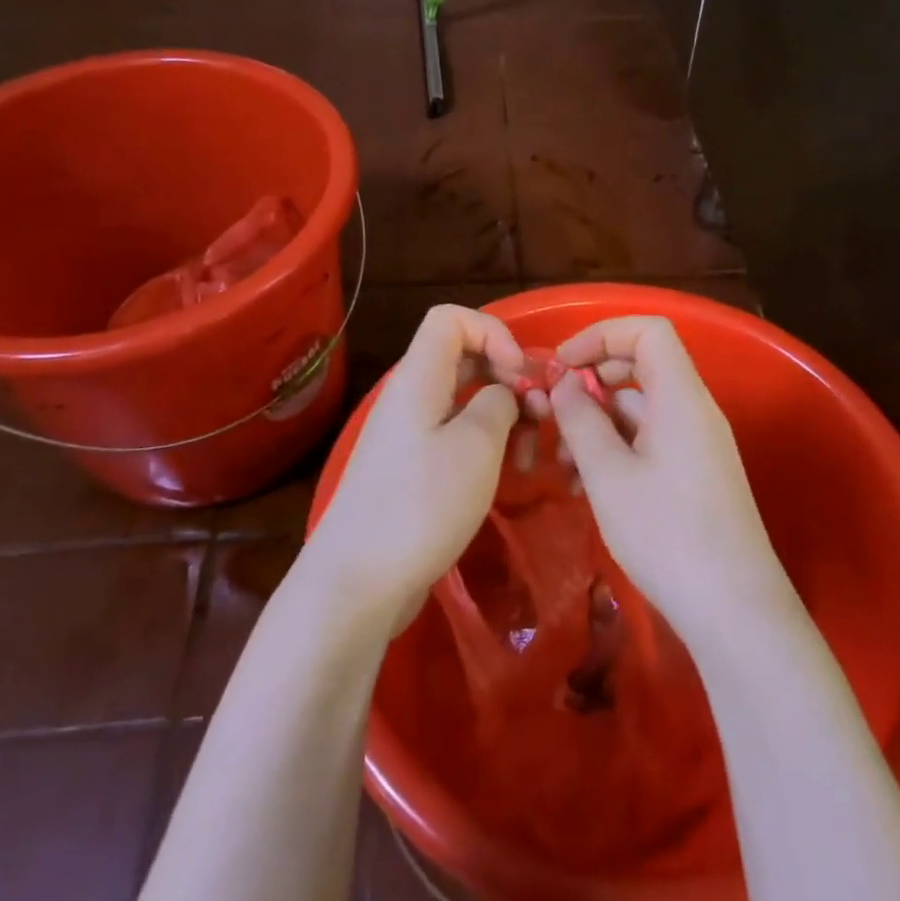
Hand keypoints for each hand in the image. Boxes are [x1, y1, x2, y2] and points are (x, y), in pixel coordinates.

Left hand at [305, 306, 524, 630]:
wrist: (358, 582)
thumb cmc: (421, 505)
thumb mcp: (476, 446)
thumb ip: (499, 403)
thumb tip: (502, 395)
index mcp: (419, 378)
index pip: (451, 318)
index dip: (494, 332)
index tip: (521, 374)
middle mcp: (411, 396)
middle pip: (465, 357)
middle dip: (510, 377)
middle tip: (541, 415)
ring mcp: (409, 434)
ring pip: (466, 399)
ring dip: (505, 414)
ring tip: (531, 454)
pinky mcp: (413, 467)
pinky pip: (456, 433)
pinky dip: (487, 443)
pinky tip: (509, 472)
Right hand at [548, 316, 793, 639]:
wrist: (734, 610)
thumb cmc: (667, 535)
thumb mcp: (609, 475)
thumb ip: (581, 419)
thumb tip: (564, 383)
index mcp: (681, 396)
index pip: (647, 330)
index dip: (601, 334)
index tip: (561, 366)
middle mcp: (694, 410)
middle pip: (641, 366)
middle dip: (591, 382)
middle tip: (553, 414)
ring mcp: (697, 444)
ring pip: (640, 409)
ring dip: (597, 424)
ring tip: (560, 466)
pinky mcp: (694, 475)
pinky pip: (649, 441)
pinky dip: (615, 449)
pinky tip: (585, 485)